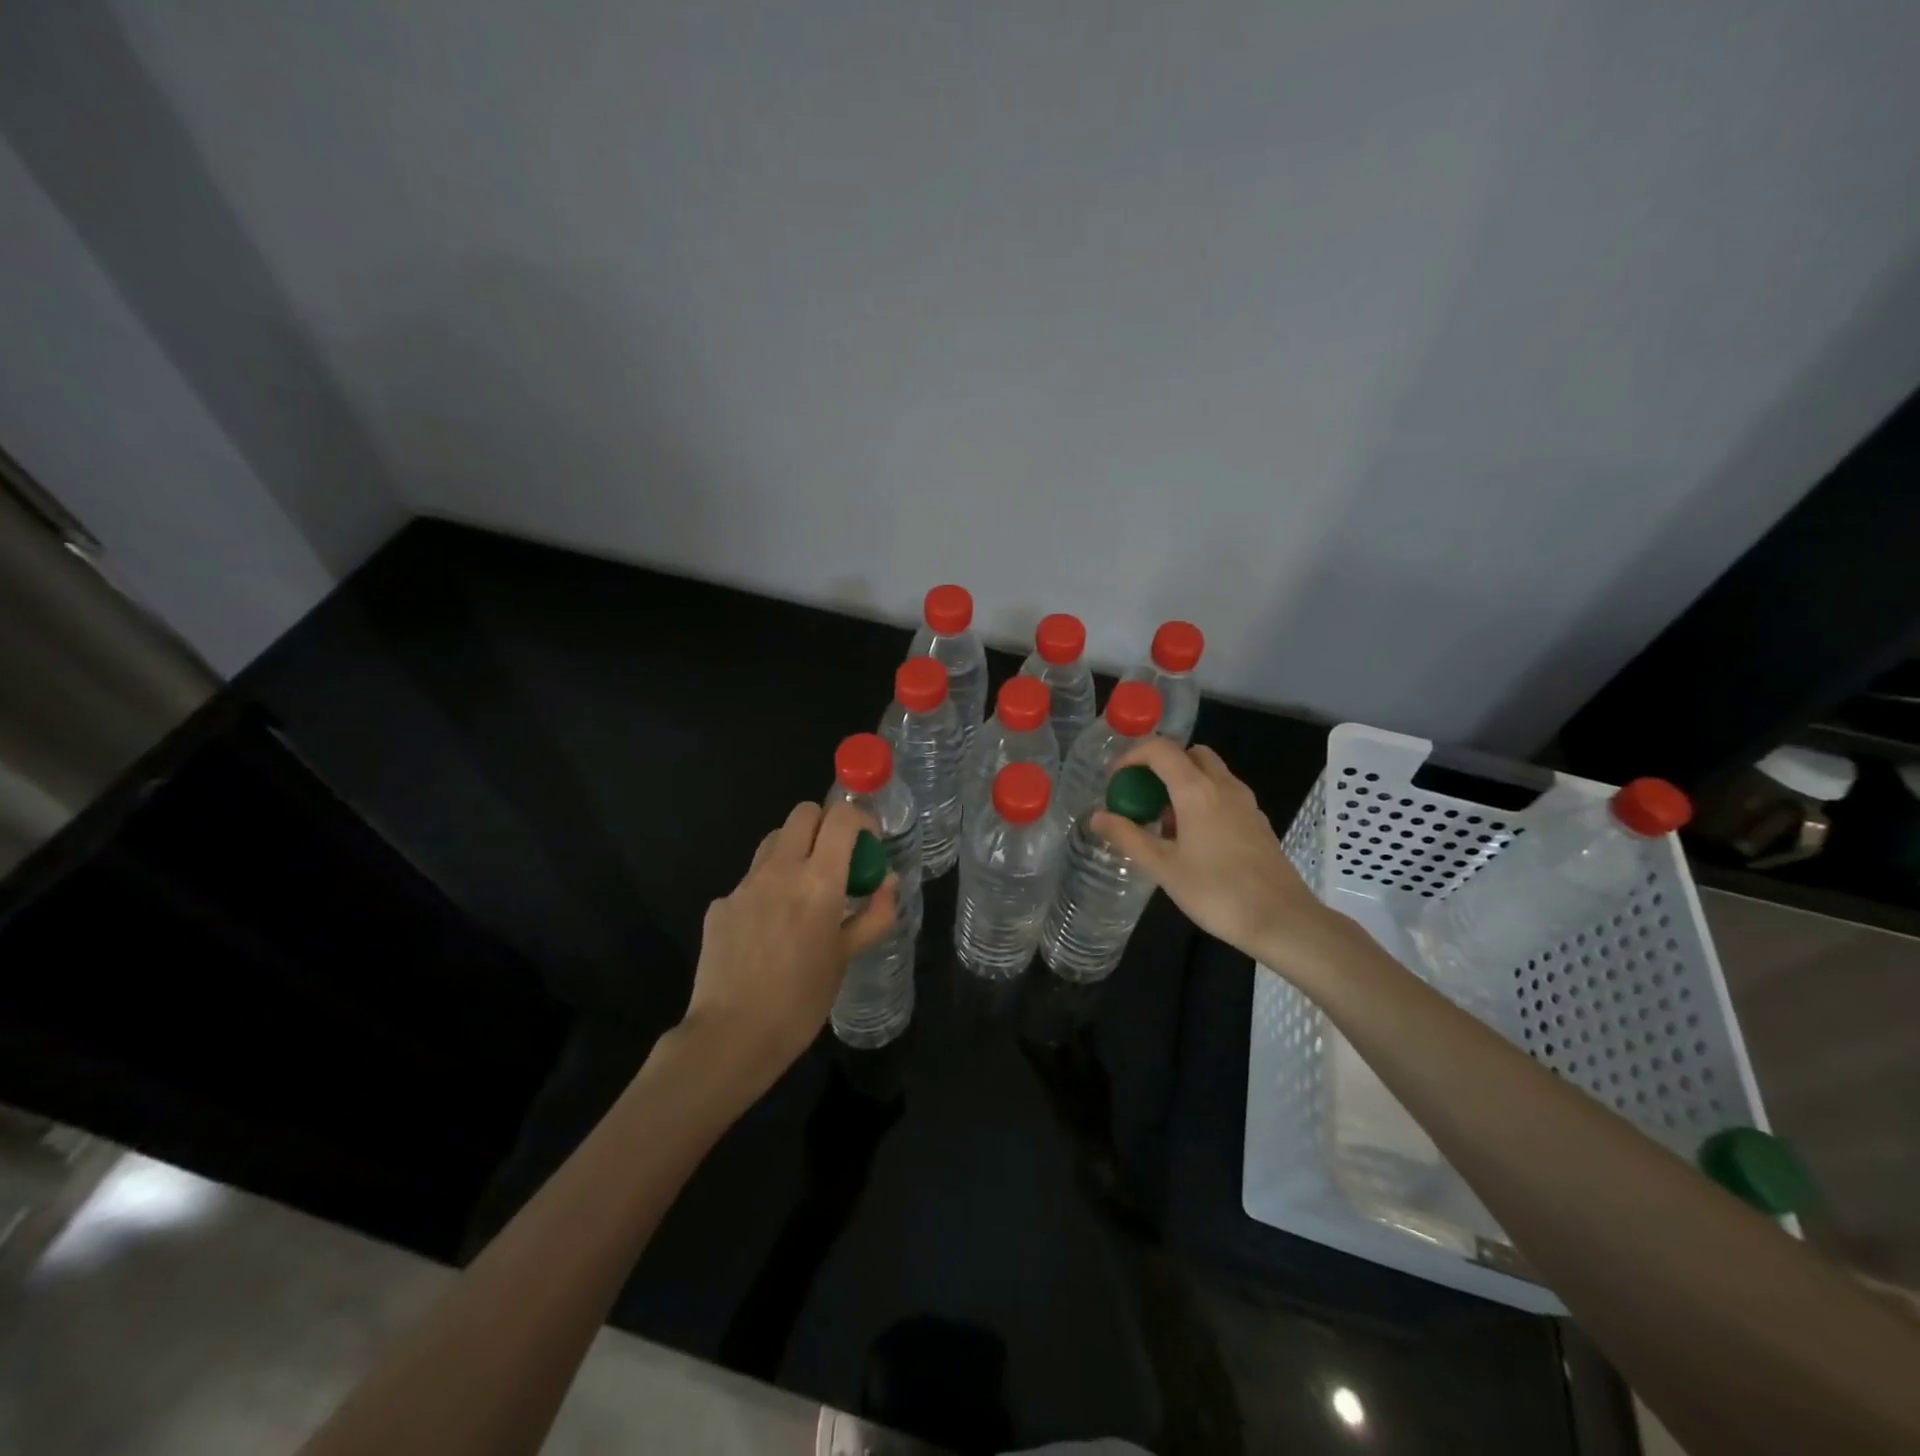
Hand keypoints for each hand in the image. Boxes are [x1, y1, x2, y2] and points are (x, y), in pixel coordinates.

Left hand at [681, 801, 896, 1088]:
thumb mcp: (847, 958)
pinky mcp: (719, 905)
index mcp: (818, 881)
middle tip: (836, 860)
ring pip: (773, 841)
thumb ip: (873, 915)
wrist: (731, 1037)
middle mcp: (779, 870)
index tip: (867, 844)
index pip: (841, 817)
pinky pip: (750, 881)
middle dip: (825, 825)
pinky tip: (768, 930)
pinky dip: (767, 889)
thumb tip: (887, 882)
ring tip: (803, 891)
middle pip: (803, 814)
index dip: (859, 820)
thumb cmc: (801, 1001)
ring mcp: (744, 885)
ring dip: (794, 850)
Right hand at [1090, 738, 1336, 971]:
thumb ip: (1128, 837)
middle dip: (1162, 765)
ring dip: (1183, 782)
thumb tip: (1097, 816)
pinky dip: (1202, 799)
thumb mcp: (1163, 867)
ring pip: (1210, 773)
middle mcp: (1223, 786)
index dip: (1133, 756)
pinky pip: (1224, 793)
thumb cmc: (1216, 892)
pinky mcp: (1257, 821)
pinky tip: (1192, 838)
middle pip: (1190, 754)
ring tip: (1163, 822)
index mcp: (1197, 790)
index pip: (1161, 750)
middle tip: (1142, 795)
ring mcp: (1245, 802)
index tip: (1116, 780)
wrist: (1281, 920)